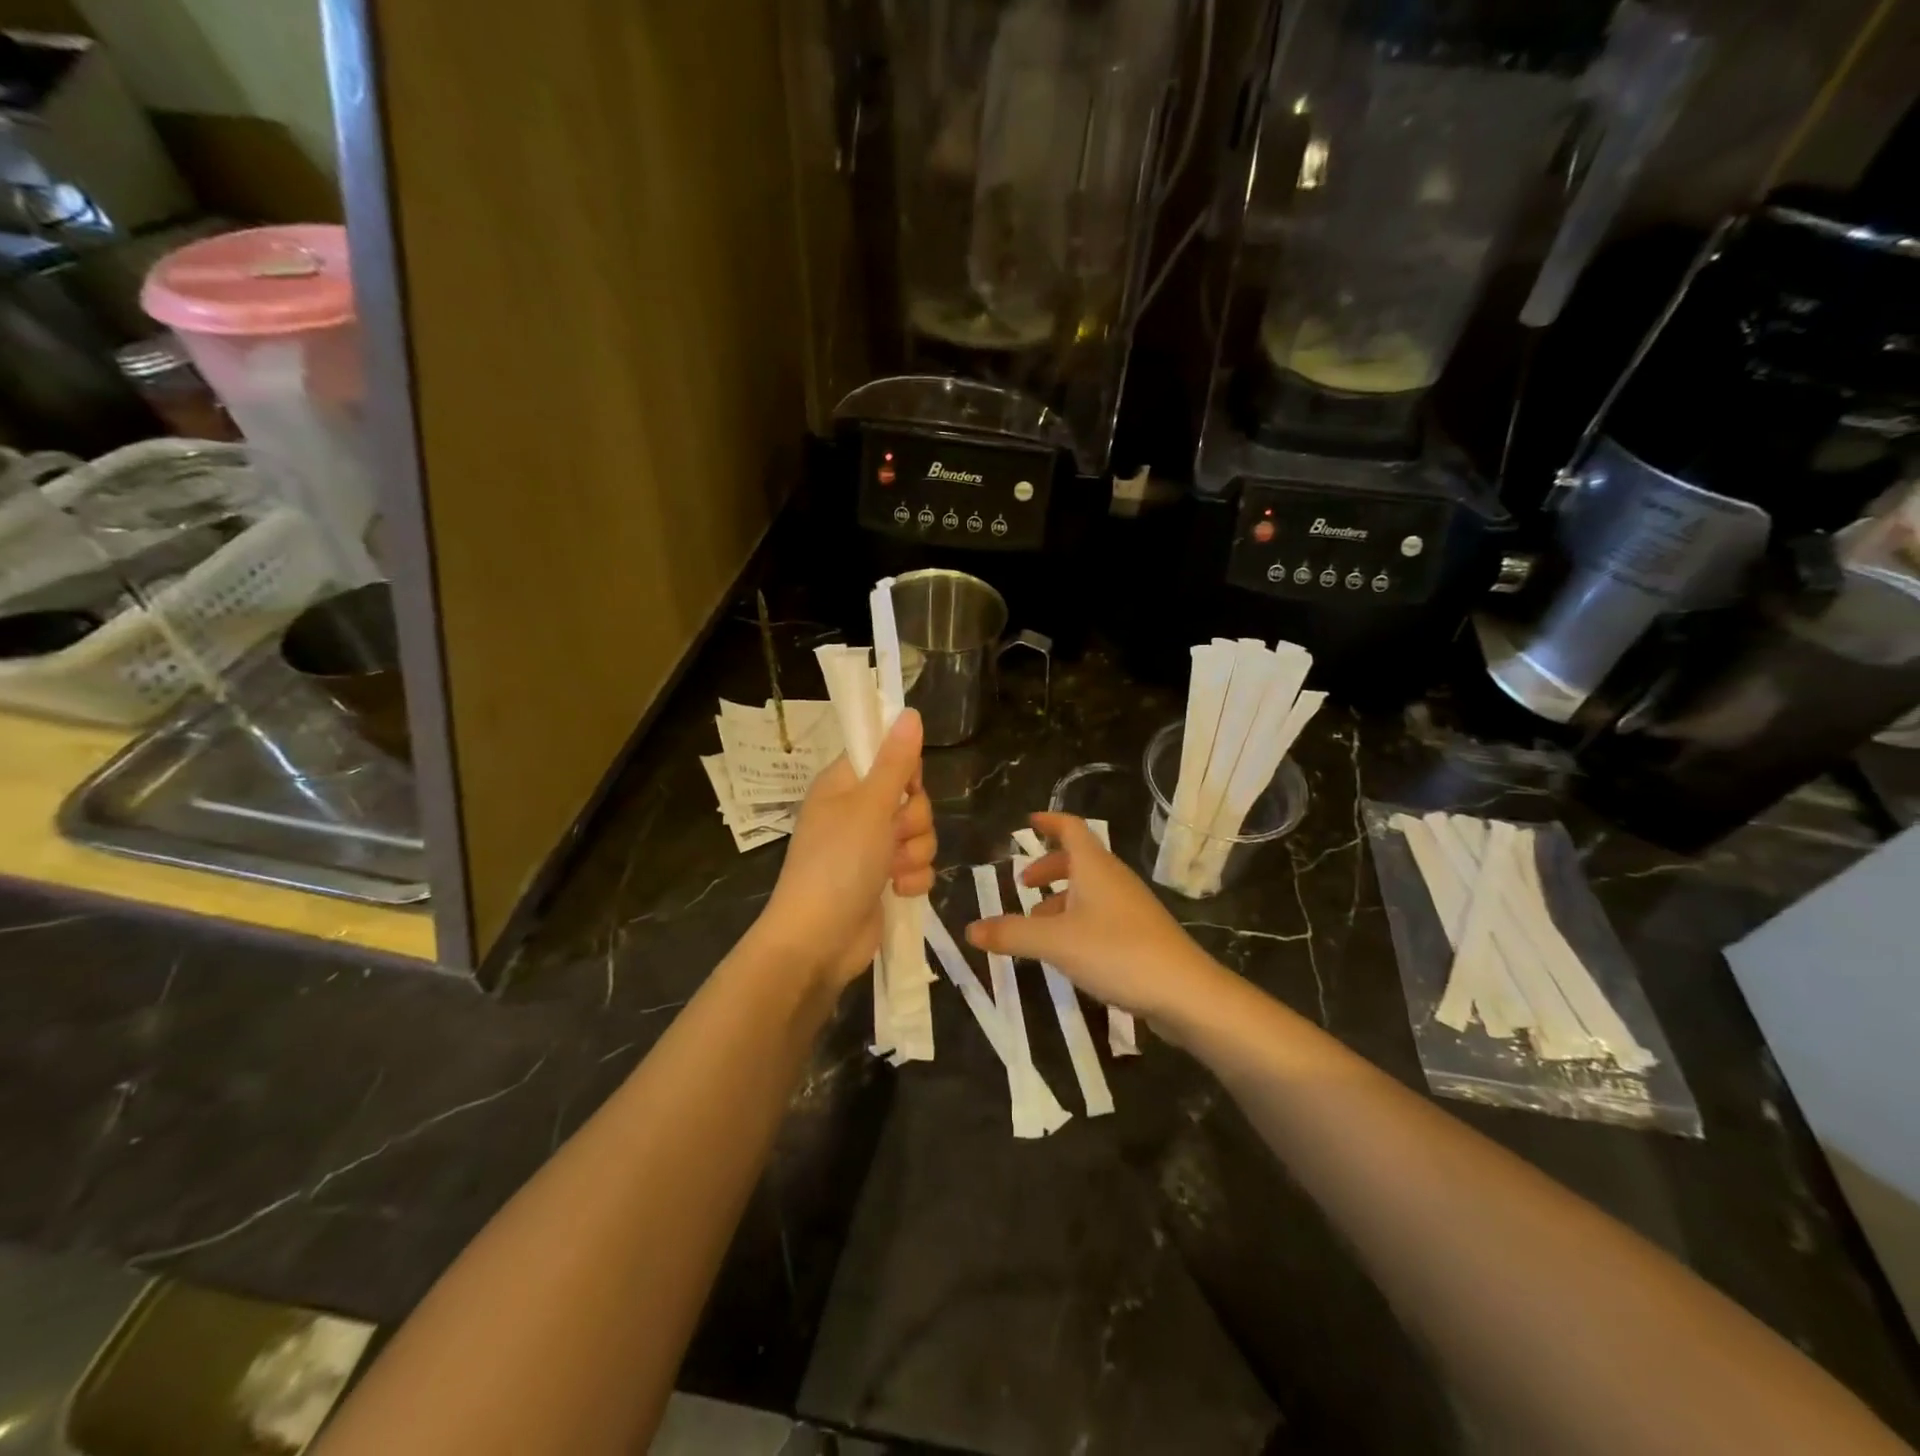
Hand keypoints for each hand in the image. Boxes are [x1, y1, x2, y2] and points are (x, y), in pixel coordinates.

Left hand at [757, 709, 935, 989]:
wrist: (818, 941)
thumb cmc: (837, 863)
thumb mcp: (869, 806)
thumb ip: (895, 761)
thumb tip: (909, 712)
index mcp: (843, 785)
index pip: (884, 754)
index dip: (903, 768)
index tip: (905, 785)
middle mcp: (857, 812)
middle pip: (910, 797)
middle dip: (913, 819)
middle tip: (892, 834)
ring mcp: (870, 848)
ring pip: (919, 833)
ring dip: (914, 852)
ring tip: (892, 870)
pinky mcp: (884, 879)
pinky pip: (917, 865)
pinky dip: (912, 879)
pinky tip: (897, 890)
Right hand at [966, 811, 1215, 1022]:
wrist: (1186, 993)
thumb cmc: (1117, 953)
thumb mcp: (1056, 943)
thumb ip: (1012, 933)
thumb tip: (969, 928)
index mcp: (1095, 867)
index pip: (1071, 828)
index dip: (1049, 822)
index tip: (1028, 822)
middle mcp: (1114, 879)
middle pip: (1079, 860)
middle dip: (1049, 868)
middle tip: (1024, 884)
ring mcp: (1131, 906)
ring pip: (1090, 890)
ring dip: (1061, 899)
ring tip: (1036, 926)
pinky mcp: (1140, 934)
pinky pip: (1101, 914)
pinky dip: (1077, 920)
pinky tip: (1068, 951)